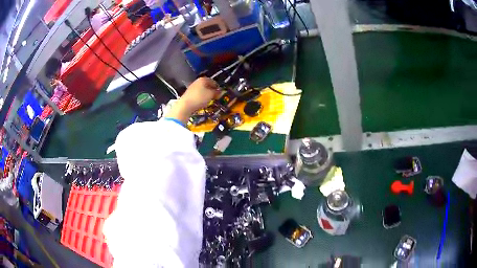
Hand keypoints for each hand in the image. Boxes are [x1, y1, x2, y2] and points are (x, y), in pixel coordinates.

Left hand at [166, 77, 218, 124]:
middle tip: (215, 97)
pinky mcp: (188, 94)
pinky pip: (197, 94)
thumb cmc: (199, 98)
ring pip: (202, 90)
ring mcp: (192, 87)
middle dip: (211, 90)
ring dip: (206, 94)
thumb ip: (216, 92)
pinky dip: (201, 97)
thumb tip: (220, 91)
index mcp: (203, 79)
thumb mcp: (211, 95)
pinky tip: (201, 102)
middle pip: (207, 85)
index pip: (213, 81)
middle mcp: (197, 81)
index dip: (217, 87)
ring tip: (209, 100)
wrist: (185, 105)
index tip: (220, 93)